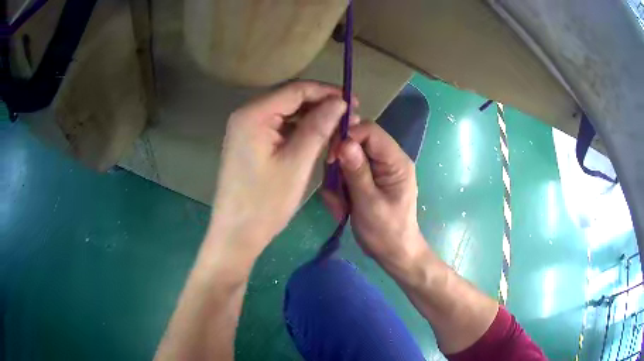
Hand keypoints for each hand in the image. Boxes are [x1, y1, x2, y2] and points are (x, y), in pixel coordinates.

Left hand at [210, 81, 350, 259]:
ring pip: (286, 113)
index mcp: (253, 114)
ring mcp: (246, 129)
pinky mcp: (249, 143)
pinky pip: (279, 128)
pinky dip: (299, 131)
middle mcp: (246, 115)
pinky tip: (318, 139)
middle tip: (350, 117)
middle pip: (290, 99)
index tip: (354, 102)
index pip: (296, 89)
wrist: (237, 234)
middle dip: (321, 105)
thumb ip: (319, 126)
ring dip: (312, 118)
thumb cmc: (265, 202)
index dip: (327, 92)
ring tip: (338, 129)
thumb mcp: (297, 162)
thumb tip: (341, 102)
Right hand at [322, 122, 426, 267]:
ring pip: (347, 159)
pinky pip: (346, 174)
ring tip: (340, 205)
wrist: (394, 253)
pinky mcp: (368, 180)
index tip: (331, 158)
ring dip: (337, 182)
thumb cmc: (386, 232)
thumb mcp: (369, 203)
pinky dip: (339, 190)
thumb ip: (357, 172)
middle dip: (339, 164)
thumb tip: (344, 142)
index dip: (347, 137)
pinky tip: (341, 208)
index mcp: (396, 161)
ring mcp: (377, 170)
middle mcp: (388, 160)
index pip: (370, 131)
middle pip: (356, 143)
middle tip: (334, 188)